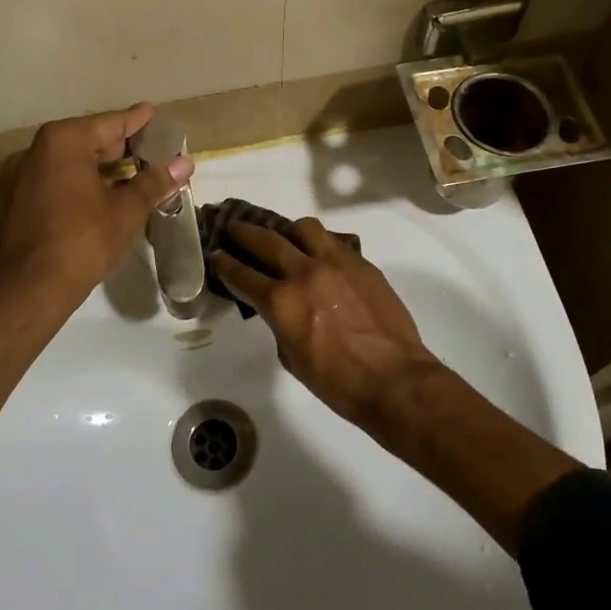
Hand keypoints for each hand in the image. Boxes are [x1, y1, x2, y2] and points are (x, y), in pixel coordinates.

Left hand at [0, 103, 192, 304]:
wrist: (28, 289)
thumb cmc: (83, 240)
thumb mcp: (126, 211)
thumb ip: (154, 182)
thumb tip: (184, 163)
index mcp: (64, 142)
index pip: (109, 123)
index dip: (135, 121)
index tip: (151, 112)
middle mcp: (36, 151)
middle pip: (86, 140)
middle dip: (118, 145)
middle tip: (147, 147)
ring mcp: (20, 177)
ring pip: (68, 162)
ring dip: (98, 166)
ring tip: (129, 173)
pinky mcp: (14, 202)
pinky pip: (54, 181)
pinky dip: (77, 182)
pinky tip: (98, 197)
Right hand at [210, 217, 443, 429]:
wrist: (394, 379)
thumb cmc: (337, 382)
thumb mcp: (292, 358)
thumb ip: (280, 324)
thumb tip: (281, 310)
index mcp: (281, 301)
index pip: (242, 275)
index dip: (224, 263)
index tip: (216, 254)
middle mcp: (305, 272)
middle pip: (266, 240)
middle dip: (244, 232)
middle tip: (234, 227)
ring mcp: (337, 263)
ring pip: (304, 228)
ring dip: (287, 230)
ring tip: (284, 237)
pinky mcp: (362, 264)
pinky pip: (334, 243)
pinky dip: (320, 245)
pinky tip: (320, 257)